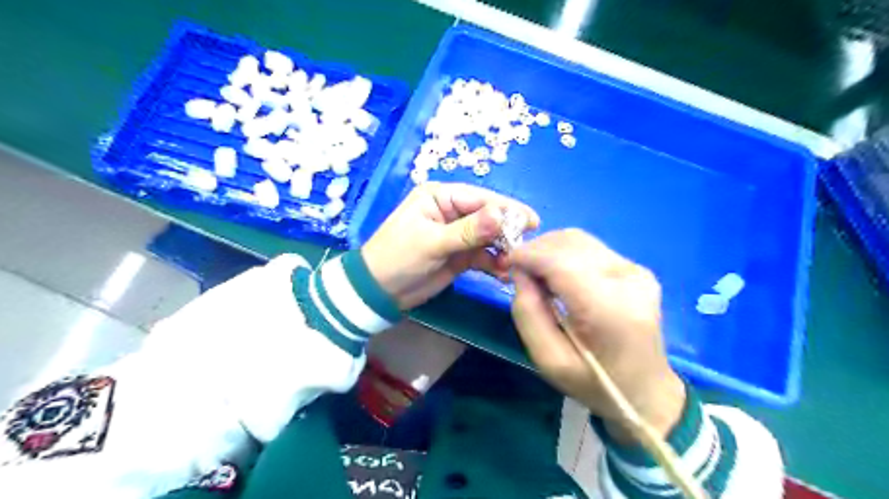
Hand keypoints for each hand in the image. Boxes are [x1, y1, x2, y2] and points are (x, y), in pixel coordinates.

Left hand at [359, 181, 533, 308]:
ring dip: (502, 250)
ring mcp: (457, 234)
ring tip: (513, 265)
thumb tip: (502, 215)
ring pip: (489, 237)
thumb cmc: (398, 258)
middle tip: (525, 247)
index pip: (480, 198)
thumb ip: (468, 231)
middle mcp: (451, 211)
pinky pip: (483, 255)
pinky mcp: (460, 255)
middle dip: (507, 232)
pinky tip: (502, 273)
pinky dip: (494, 263)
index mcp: (440, 197)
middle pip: (488, 217)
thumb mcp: (432, 242)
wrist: (379, 293)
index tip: (531, 222)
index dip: (506, 209)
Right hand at [507, 231, 686, 444]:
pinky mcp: (637, 269)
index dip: (528, 255)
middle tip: (519, 272)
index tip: (506, 263)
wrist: (645, 390)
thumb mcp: (548, 360)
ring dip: (550, 249)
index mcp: (608, 310)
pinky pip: (590, 248)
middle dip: (536, 250)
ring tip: (537, 274)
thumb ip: (527, 313)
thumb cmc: (593, 382)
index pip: (560, 261)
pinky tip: (559, 276)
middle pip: (569, 242)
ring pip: (579, 239)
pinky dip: (566, 254)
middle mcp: (627, 280)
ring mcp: (636, 271)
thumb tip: (519, 272)